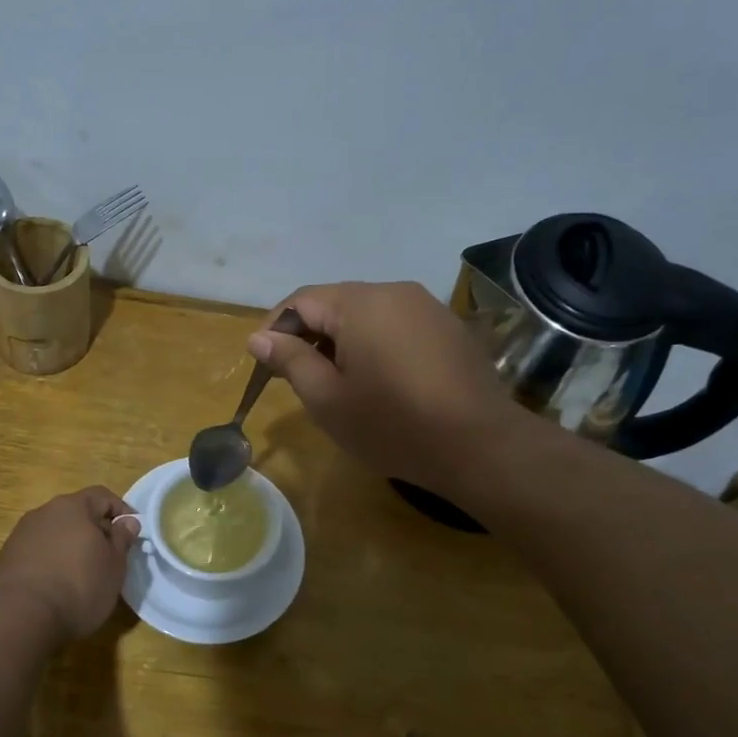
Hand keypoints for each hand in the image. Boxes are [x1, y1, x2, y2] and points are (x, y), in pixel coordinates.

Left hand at [0, 487, 138, 639]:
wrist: (19, 617)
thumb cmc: (78, 586)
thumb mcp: (114, 565)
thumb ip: (122, 539)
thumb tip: (127, 521)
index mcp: (73, 506)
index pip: (102, 496)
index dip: (121, 511)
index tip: (132, 533)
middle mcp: (44, 512)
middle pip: (76, 513)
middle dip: (95, 530)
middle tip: (110, 555)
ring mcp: (22, 534)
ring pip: (56, 532)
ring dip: (71, 546)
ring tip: (83, 573)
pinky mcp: (7, 557)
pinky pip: (38, 551)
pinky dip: (52, 561)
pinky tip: (57, 585)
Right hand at [248, 282, 531, 495]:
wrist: (479, 445)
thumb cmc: (392, 424)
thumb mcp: (327, 399)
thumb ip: (290, 360)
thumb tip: (259, 338)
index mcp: (359, 303)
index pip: (300, 301)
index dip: (274, 328)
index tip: (262, 363)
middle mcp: (393, 291)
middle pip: (334, 303)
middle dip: (308, 335)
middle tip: (294, 377)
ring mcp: (426, 306)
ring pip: (366, 314)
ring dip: (341, 341)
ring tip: (335, 382)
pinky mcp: (448, 327)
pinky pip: (396, 325)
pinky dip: (374, 345)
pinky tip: (378, 381)